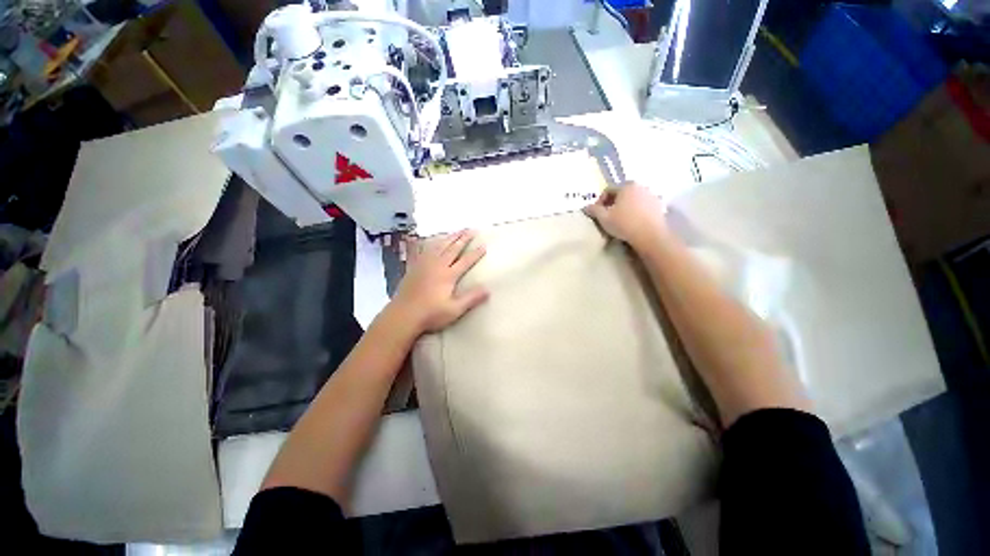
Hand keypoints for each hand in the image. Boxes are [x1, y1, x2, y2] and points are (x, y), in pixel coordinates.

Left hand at [389, 230, 489, 334]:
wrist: (403, 315)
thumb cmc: (431, 314)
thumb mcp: (455, 309)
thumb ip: (471, 298)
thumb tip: (488, 289)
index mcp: (448, 275)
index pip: (465, 261)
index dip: (475, 253)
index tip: (484, 245)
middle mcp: (437, 265)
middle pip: (453, 248)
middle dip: (463, 239)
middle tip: (471, 229)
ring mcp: (424, 264)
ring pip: (439, 246)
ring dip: (450, 237)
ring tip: (457, 231)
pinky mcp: (414, 266)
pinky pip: (424, 250)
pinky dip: (430, 243)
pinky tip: (431, 240)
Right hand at [583, 184, 669, 251]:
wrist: (650, 236)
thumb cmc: (624, 224)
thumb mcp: (604, 218)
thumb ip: (594, 210)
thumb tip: (586, 207)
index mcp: (626, 186)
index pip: (608, 190)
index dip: (600, 202)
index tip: (597, 213)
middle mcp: (640, 186)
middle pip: (621, 194)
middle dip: (613, 204)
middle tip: (608, 217)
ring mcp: (652, 195)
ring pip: (633, 200)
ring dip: (625, 207)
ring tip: (620, 221)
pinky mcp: (659, 206)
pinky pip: (643, 206)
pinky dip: (636, 212)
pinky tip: (633, 223)